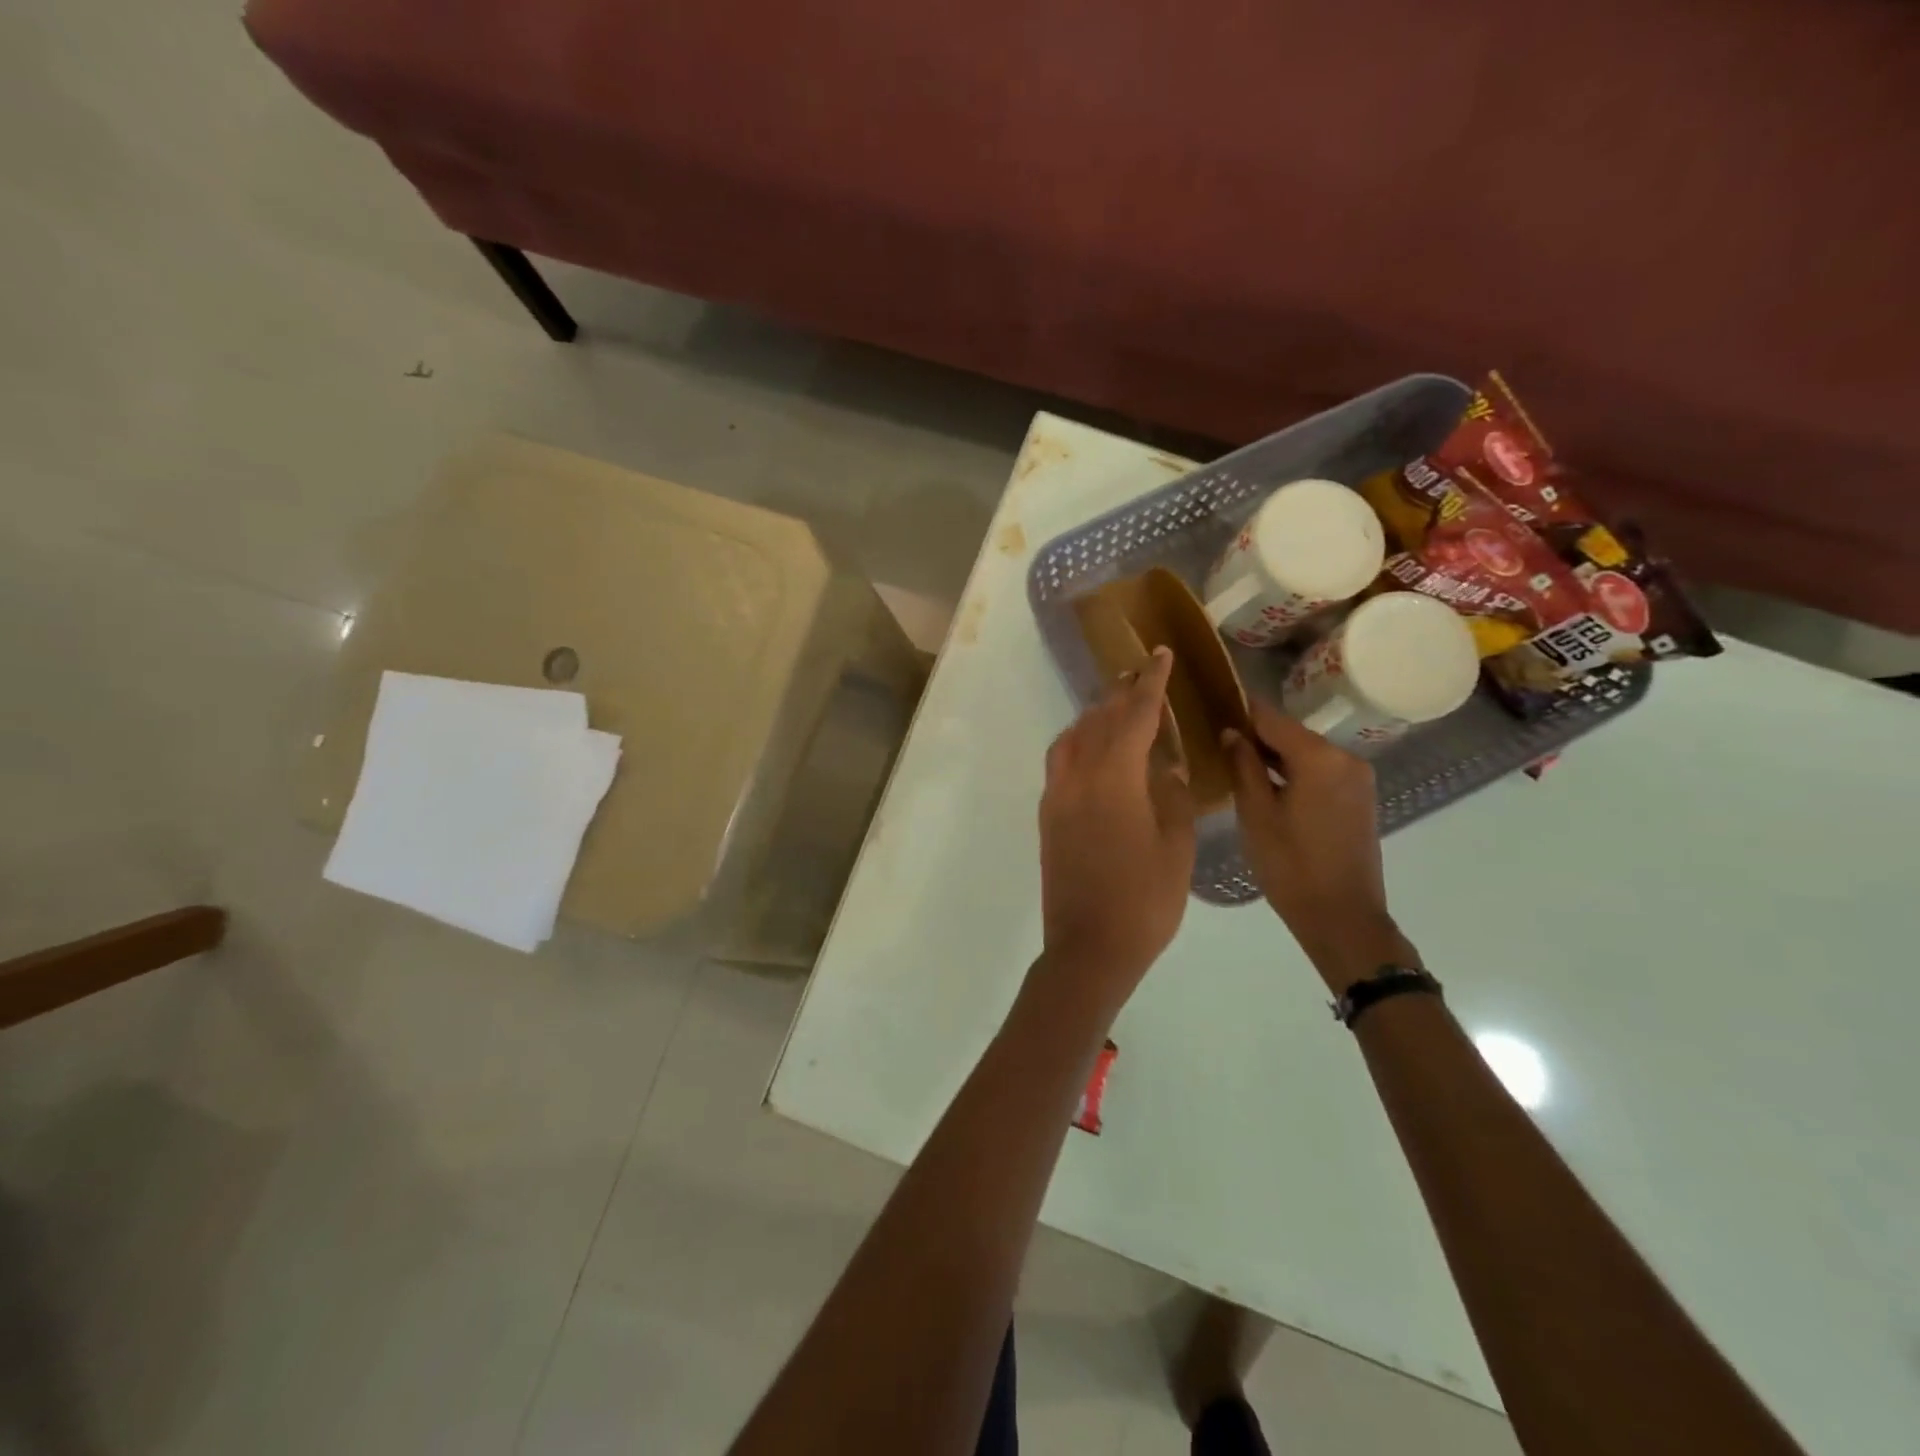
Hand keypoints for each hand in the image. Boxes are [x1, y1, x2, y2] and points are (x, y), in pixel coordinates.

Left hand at [1037, 646, 1197, 1016]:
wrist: (1088, 947)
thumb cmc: (1144, 900)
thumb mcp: (1175, 847)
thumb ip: (1174, 796)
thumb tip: (1169, 765)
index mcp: (1114, 778)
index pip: (1134, 715)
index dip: (1150, 683)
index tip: (1159, 655)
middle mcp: (1077, 776)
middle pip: (1098, 720)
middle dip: (1121, 694)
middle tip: (1140, 674)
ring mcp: (1056, 796)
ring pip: (1072, 737)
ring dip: (1095, 716)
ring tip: (1117, 708)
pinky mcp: (1047, 816)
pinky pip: (1060, 761)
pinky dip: (1078, 742)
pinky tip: (1094, 751)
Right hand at [1221, 700, 1420, 993]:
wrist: (1342, 917)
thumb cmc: (1290, 866)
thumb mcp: (1255, 814)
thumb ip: (1243, 767)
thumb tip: (1231, 732)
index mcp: (1319, 757)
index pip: (1271, 718)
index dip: (1241, 711)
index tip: (1212, 706)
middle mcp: (1345, 758)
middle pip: (1291, 734)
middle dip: (1257, 737)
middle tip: (1218, 744)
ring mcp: (1358, 778)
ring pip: (1306, 754)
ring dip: (1275, 757)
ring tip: (1238, 766)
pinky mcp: (1360, 798)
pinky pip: (1320, 772)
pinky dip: (1295, 773)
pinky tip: (1269, 788)